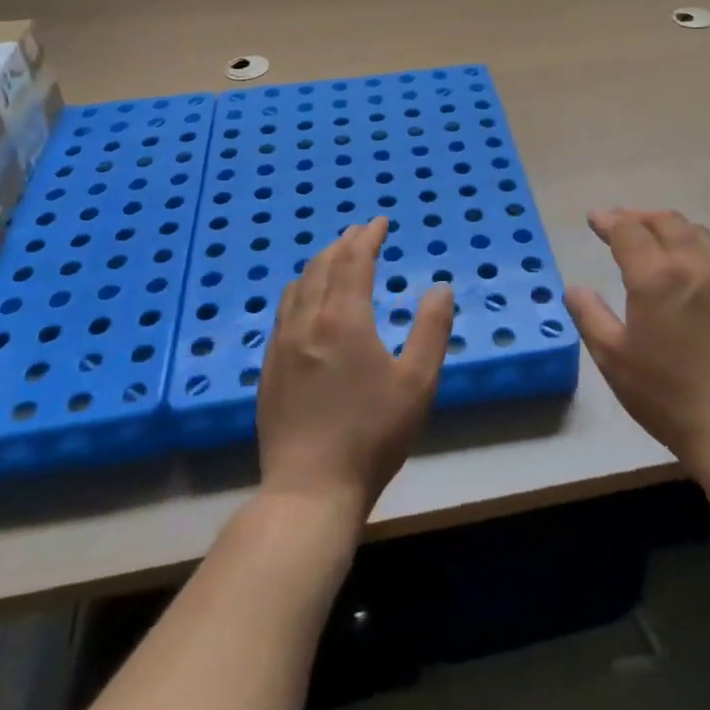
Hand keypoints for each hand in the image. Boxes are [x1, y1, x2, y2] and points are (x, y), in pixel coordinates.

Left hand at [257, 217, 453, 517]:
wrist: (310, 488)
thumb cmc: (372, 434)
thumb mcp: (417, 383)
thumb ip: (431, 330)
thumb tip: (439, 288)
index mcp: (343, 318)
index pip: (354, 260)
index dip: (368, 236)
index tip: (380, 221)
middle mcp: (307, 320)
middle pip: (322, 265)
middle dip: (344, 243)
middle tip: (361, 232)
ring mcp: (282, 343)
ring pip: (298, 285)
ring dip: (319, 263)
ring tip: (335, 258)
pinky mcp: (269, 366)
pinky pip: (284, 310)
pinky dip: (301, 289)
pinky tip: (306, 302)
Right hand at [564, 208, 709, 477]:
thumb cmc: (666, 395)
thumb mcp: (613, 358)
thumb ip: (590, 316)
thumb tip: (574, 288)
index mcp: (657, 277)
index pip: (630, 231)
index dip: (609, 221)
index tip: (594, 220)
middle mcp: (695, 267)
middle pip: (667, 222)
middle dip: (640, 216)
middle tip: (620, 222)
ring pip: (699, 235)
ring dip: (671, 228)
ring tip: (655, 238)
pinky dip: (695, 250)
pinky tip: (689, 273)